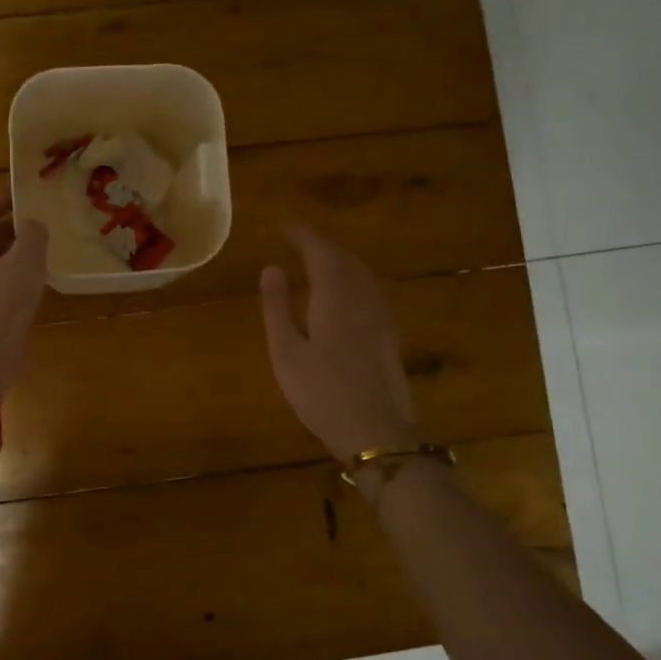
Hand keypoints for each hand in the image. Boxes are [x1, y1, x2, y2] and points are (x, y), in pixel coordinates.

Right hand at [260, 225, 419, 461]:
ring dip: (338, 260)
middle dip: (321, 245)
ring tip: (315, 262)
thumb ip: (277, 307)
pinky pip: (369, 290)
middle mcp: (363, 298)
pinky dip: (351, 279)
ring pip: (361, 273)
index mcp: (336, 297)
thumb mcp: (287, 352)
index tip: (283, 227)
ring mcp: (381, 316)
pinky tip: (341, 295)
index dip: (302, 235)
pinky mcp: (388, 334)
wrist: (377, 433)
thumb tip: (271, 268)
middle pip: (345, 258)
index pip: (321, 251)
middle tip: (296, 242)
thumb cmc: (322, 394)